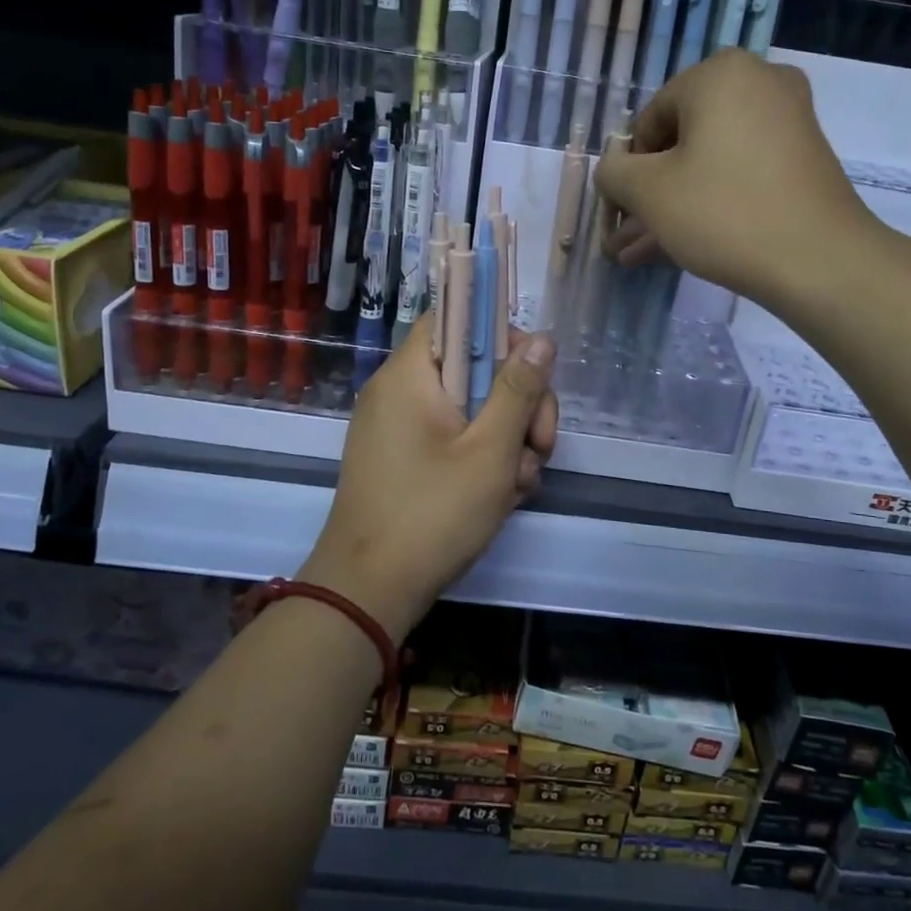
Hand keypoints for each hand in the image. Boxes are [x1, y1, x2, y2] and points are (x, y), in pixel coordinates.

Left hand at [301, 315, 557, 640]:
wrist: (369, 593)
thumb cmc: (432, 514)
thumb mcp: (491, 450)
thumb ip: (519, 390)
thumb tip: (541, 339)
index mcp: (410, 375)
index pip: (453, 317)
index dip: (498, 332)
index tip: (532, 370)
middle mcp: (399, 393)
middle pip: (472, 368)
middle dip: (517, 404)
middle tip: (540, 446)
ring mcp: (399, 429)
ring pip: (470, 409)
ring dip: (506, 440)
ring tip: (519, 484)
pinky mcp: (403, 460)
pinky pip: (452, 439)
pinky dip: (481, 459)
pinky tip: (503, 496)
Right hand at [594, 48, 873, 304]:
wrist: (821, 261)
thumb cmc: (723, 213)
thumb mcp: (649, 193)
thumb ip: (614, 172)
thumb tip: (614, 169)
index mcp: (719, 74)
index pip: (650, 119)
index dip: (629, 169)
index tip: (622, 213)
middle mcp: (758, 82)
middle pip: (682, 141)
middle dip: (649, 194)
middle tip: (626, 237)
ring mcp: (787, 120)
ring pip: (710, 163)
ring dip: (673, 206)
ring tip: (639, 254)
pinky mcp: (803, 157)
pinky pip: (740, 173)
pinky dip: (711, 202)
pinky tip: (680, 246)